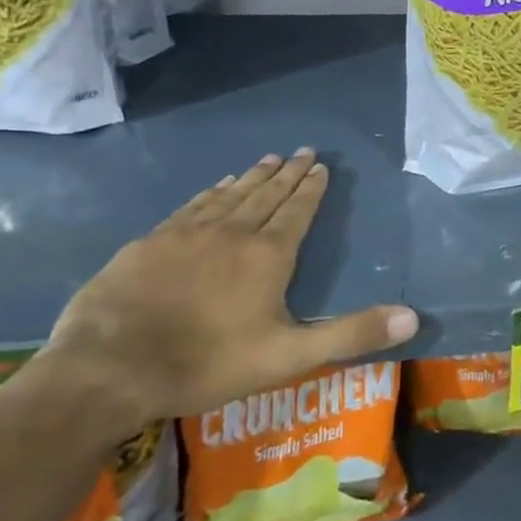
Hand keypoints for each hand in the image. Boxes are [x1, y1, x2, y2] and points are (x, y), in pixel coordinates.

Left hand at [37, 150, 418, 432]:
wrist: (108, 370)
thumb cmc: (206, 363)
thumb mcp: (289, 356)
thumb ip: (351, 334)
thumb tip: (413, 317)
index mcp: (268, 255)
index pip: (297, 210)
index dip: (311, 187)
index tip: (320, 165)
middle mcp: (232, 232)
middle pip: (266, 193)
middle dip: (288, 172)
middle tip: (302, 150)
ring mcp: (187, 233)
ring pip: (230, 194)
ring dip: (252, 176)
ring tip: (267, 159)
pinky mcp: (150, 242)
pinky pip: (192, 206)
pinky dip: (211, 191)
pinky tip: (215, 186)